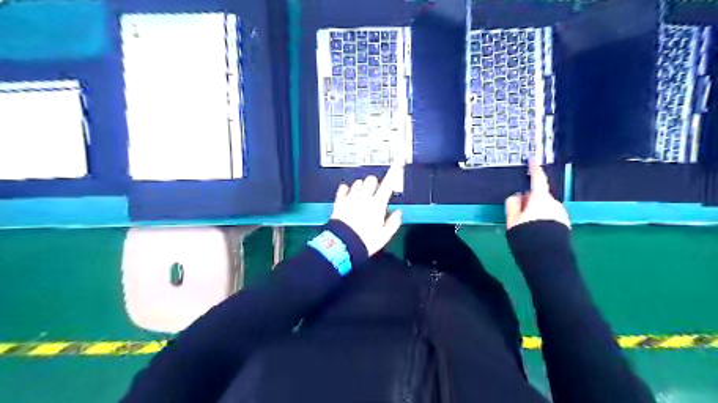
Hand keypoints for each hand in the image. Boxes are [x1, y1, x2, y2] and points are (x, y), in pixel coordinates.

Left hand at [331, 163, 402, 254]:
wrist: (342, 245)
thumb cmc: (365, 241)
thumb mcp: (384, 236)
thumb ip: (393, 222)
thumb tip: (398, 213)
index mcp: (377, 204)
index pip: (389, 183)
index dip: (395, 170)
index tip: (399, 159)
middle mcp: (364, 197)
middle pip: (371, 179)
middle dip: (375, 184)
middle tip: (375, 195)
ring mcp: (350, 198)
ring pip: (358, 182)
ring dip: (362, 187)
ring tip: (361, 198)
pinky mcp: (339, 201)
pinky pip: (343, 188)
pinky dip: (347, 190)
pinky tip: (349, 196)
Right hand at [504, 160, 573, 229]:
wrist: (547, 258)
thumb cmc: (527, 236)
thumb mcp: (512, 221)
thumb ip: (513, 205)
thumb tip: (517, 196)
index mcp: (540, 199)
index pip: (538, 180)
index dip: (534, 169)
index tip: (532, 160)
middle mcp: (554, 203)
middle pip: (540, 196)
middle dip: (530, 200)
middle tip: (518, 213)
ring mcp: (561, 214)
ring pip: (545, 207)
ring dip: (536, 211)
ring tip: (526, 227)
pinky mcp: (565, 225)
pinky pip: (551, 216)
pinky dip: (543, 219)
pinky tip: (536, 232)